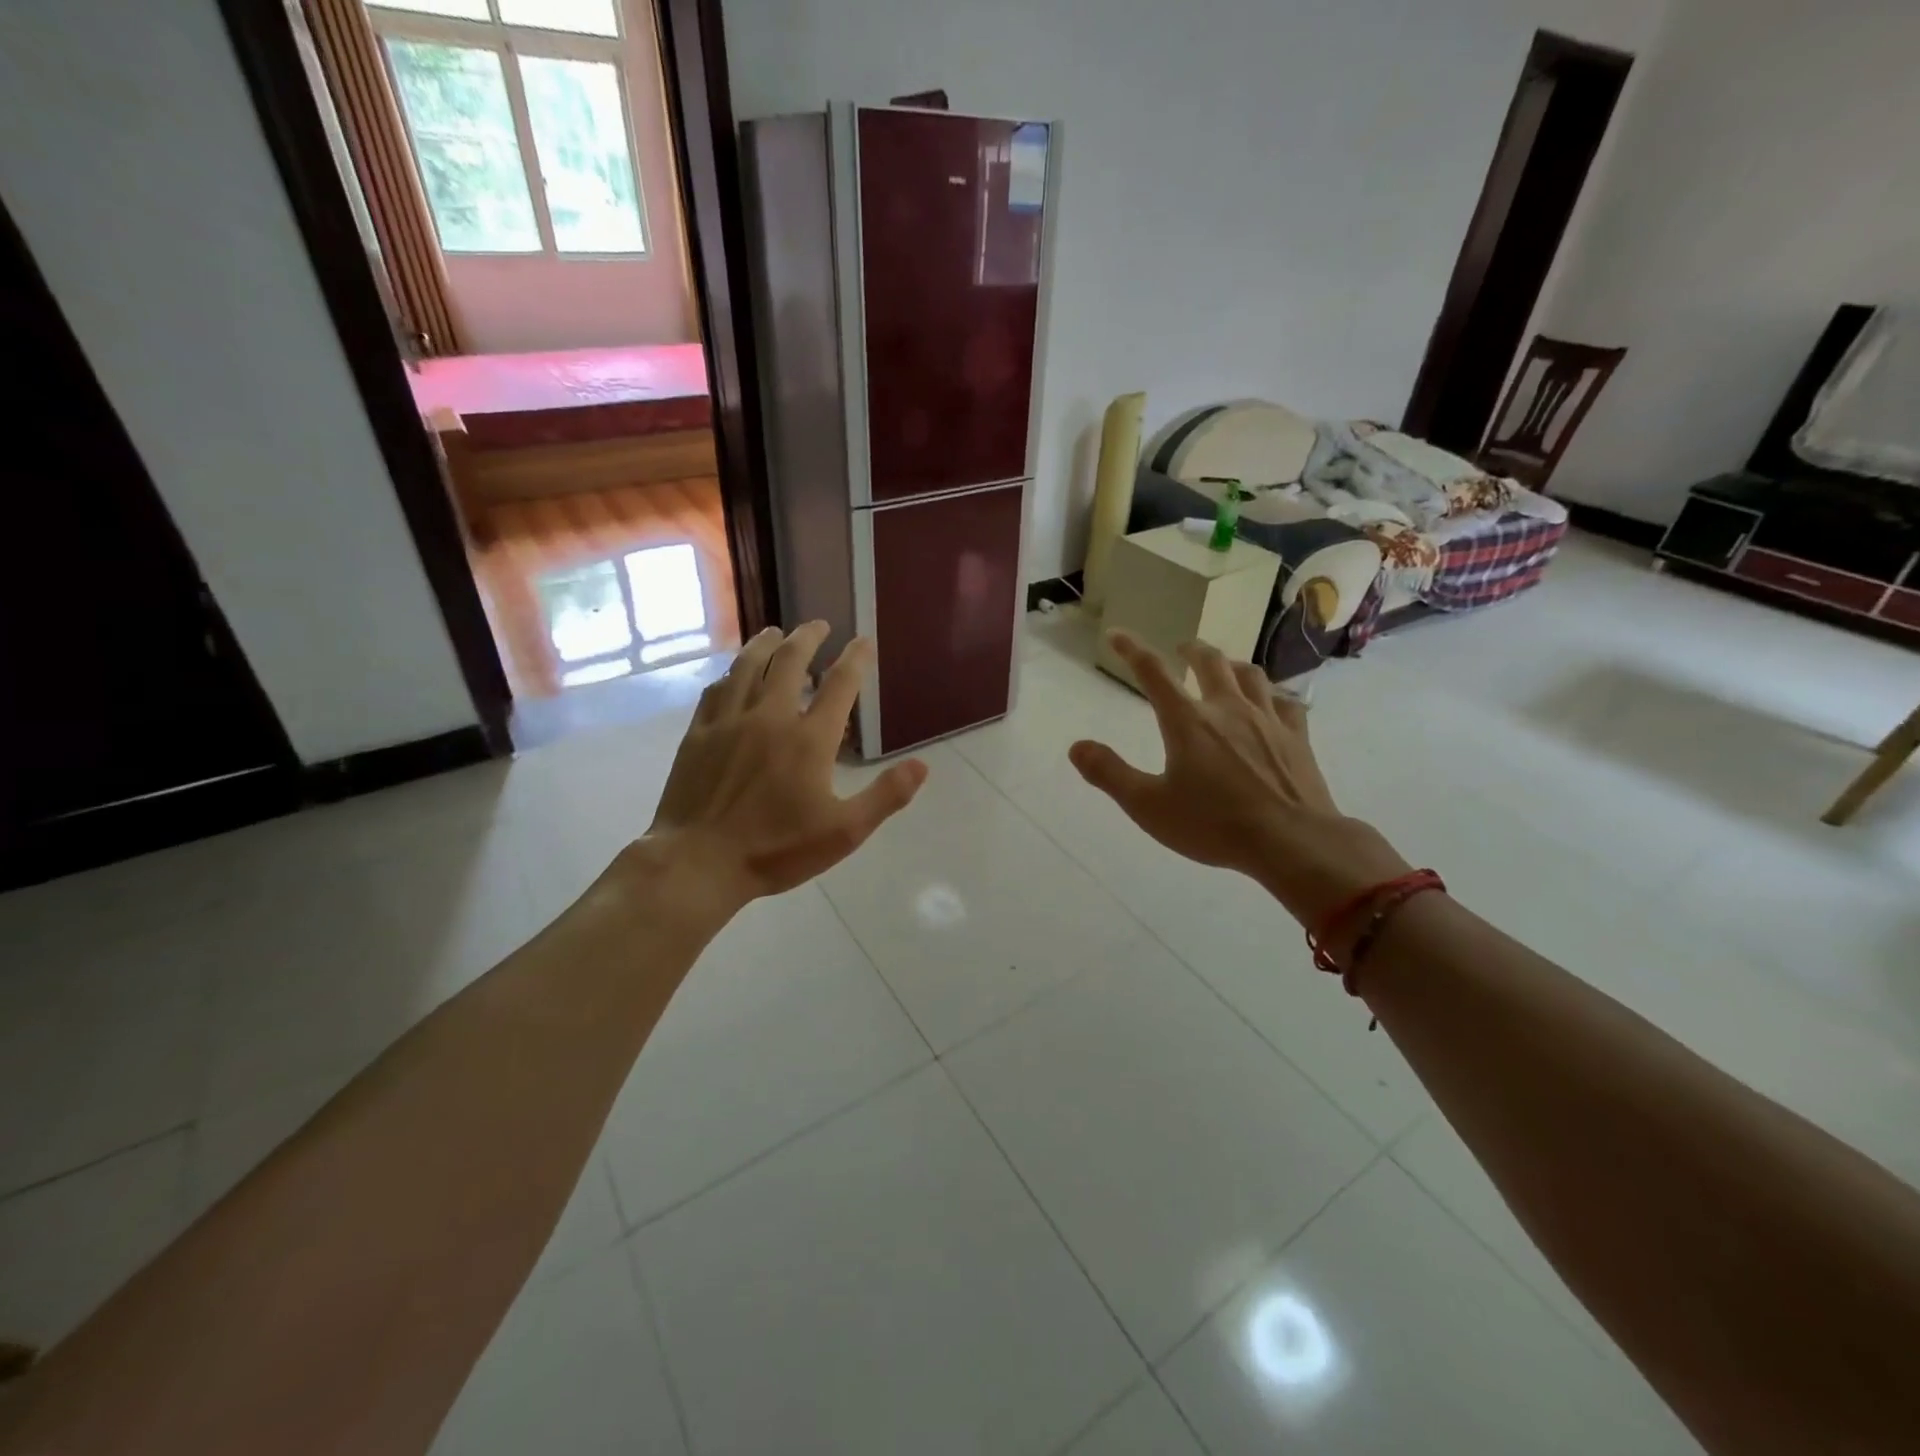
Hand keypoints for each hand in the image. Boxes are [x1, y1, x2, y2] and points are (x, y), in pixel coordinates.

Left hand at [641, 623, 927, 910]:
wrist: (699, 862)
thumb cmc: (776, 850)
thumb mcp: (844, 832)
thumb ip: (885, 796)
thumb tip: (922, 766)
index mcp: (809, 739)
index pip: (840, 684)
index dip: (855, 658)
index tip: (863, 641)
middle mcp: (769, 717)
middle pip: (790, 661)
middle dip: (808, 637)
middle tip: (819, 624)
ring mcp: (729, 722)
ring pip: (748, 667)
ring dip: (766, 644)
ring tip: (776, 632)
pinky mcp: (698, 734)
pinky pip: (716, 691)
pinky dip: (730, 674)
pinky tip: (733, 673)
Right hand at [1069, 631, 1408, 923]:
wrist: (1291, 841)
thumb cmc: (1213, 825)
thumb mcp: (1148, 806)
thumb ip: (1109, 773)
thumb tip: (1076, 747)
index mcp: (1187, 721)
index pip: (1152, 672)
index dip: (1131, 649)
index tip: (1116, 635)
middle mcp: (1227, 708)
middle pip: (1210, 661)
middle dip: (1191, 649)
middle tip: (1182, 648)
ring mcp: (1267, 719)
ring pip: (1250, 675)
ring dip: (1232, 665)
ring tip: (1225, 668)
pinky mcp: (1297, 737)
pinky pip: (1286, 702)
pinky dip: (1273, 695)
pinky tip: (1272, 702)